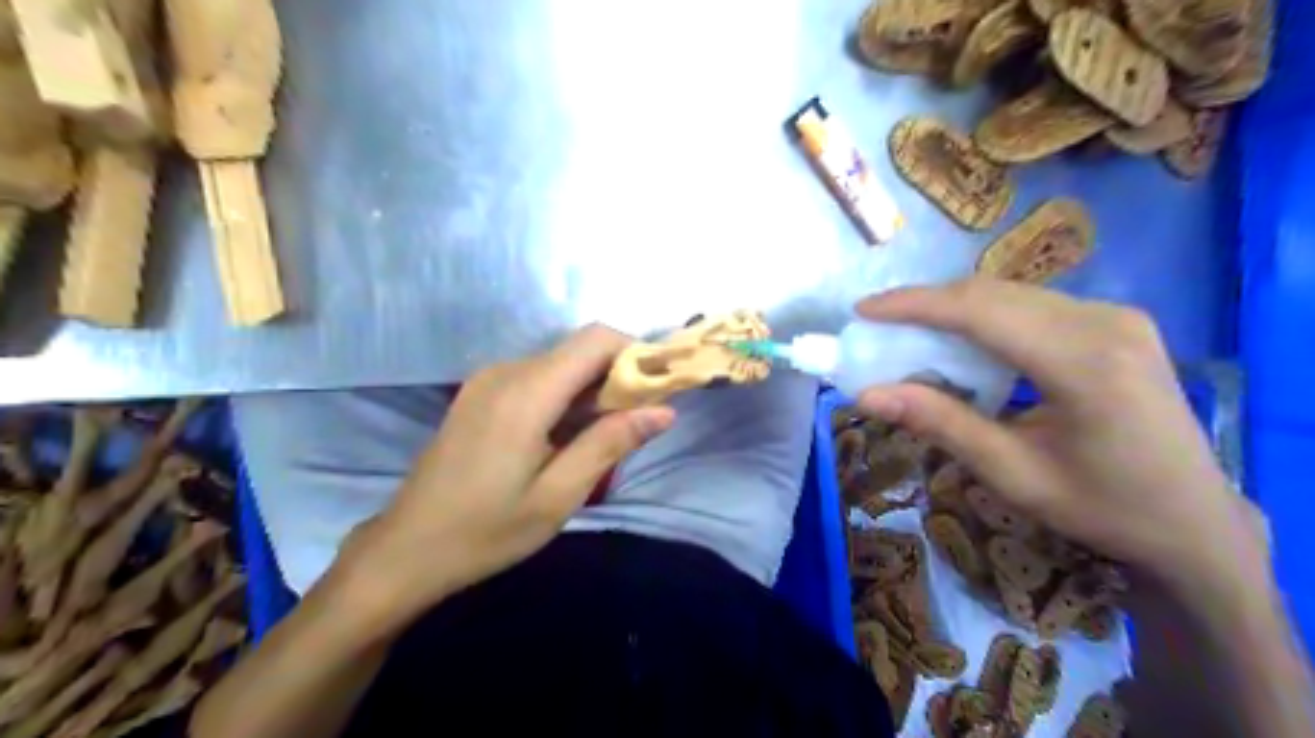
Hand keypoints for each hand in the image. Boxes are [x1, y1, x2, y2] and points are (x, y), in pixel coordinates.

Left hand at [337, 327, 672, 619]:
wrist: (407, 550)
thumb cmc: (486, 530)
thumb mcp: (558, 495)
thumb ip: (610, 443)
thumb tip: (664, 410)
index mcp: (526, 391)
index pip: (596, 340)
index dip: (636, 353)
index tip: (659, 388)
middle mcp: (506, 371)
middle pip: (580, 349)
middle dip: (618, 375)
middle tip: (639, 423)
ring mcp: (488, 380)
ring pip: (561, 363)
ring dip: (593, 389)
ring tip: (606, 437)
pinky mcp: (480, 394)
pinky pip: (538, 378)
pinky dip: (566, 396)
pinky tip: (567, 437)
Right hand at [854, 280, 1262, 602]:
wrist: (1194, 522)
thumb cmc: (1102, 507)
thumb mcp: (1012, 473)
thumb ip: (940, 423)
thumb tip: (866, 395)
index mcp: (1084, 362)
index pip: (980, 311)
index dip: (914, 305)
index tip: (863, 310)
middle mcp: (1105, 322)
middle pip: (993, 293)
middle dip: (927, 304)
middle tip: (879, 325)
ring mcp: (1116, 317)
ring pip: (1011, 294)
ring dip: (954, 309)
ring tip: (910, 333)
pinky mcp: (1117, 323)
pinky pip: (1033, 305)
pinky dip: (985, 318)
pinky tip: (963, 342)